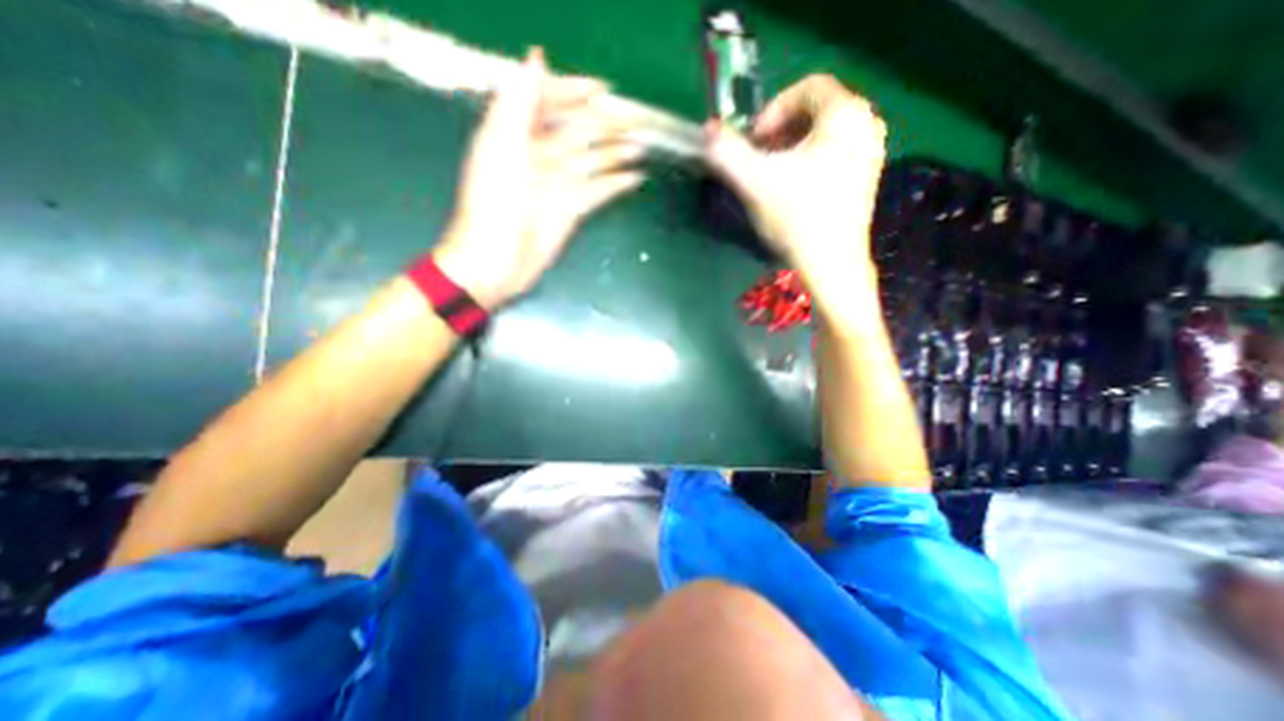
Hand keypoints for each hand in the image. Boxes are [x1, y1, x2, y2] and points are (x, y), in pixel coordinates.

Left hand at [435, 49, 647, 307]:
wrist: (495, 262)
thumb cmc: (492, 207)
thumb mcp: (500, 149)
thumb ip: (516, 104)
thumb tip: (536, 58)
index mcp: (515, 135)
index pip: (546, 102)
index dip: (572, 91)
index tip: (602, 90)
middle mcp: (538, 156)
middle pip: (575, 132)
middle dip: (603, 125)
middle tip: (635, 121)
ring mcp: (556, 185)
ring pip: (591, 161)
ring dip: (615, 153)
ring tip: (640, 146)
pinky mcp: (570, 210)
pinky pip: (597, 191)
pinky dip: (615, 184)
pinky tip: (635, 178)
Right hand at [701, 76, 884, 276]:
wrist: (831, 264)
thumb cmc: (796, 217)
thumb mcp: (754, 181)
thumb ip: (727, 152)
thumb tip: (708, 132)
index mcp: (845, 113)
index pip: (806, 87)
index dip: (773, 109)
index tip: (754, 141)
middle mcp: (867, 124)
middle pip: (816, 111)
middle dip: (781, 130)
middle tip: (760, 158)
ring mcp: (871, 154)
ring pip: (824, 135)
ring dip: (793, 148)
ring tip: (773, 175)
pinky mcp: (866, 180)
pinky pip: (834, 155)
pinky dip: (810, 163)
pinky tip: (794, 190)